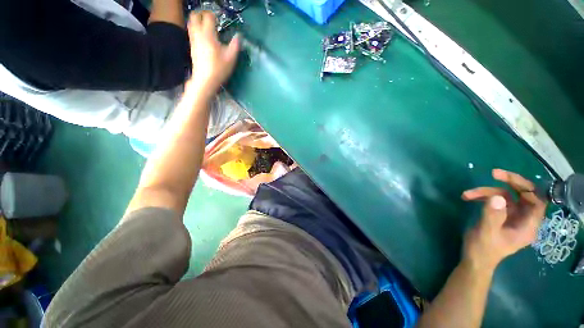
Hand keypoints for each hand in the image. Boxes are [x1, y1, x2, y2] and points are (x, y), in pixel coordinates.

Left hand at [187, 11, 239, 97]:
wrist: (205, 80)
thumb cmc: (219, 69)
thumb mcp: (231, 58)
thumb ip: (235, 45)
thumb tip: (238, 36)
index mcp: (208, 34)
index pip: (208, 16)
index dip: (213, 15)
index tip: (218, 20)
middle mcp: (198, 34)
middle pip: (195, 16)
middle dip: (201, 14)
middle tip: (209, 18)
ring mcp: (193, 40)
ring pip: (191, 23)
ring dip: (197, 20)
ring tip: (206, 25)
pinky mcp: (192, 47)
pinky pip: (191, 32)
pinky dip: (196, 29)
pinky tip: (203, 36)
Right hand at [461, 169, 546, 270]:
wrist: (474, 259)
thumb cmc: (483, 249)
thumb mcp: (486, 233)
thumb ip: (493, 216)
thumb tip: (497, 197)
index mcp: (527, 226)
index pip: (537, 201)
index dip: (527, 188)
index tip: (507, 179)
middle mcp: (524, 219)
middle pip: (524, 195)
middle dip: (510, 183)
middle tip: (494, 173)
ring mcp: (512, 217)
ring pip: (506, 196)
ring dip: (487, 192)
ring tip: (467, 194)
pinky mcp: (502, 216)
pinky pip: (496, 200)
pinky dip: (483, 197)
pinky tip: (468, 198)